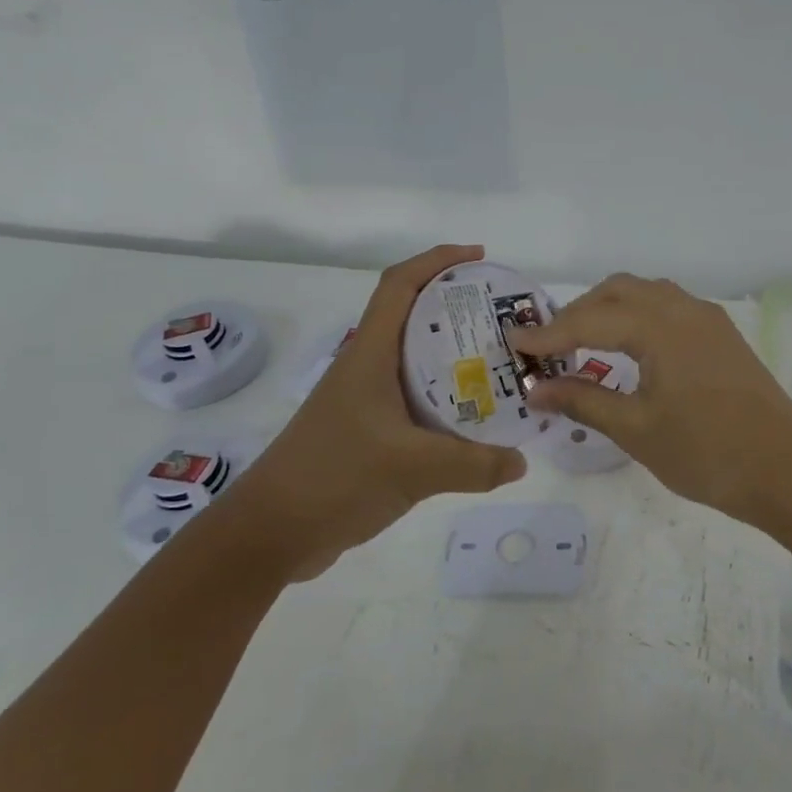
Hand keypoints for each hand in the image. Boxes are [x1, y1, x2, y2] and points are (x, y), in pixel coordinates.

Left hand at [226, 245, 526, 579]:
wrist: (269, 533)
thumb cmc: (334, 478)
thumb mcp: (411, 469)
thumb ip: (473, 465)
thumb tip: (521, 461)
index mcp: (370, 355)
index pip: (400, 285)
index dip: (437, 260)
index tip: (479, 258)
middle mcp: (367, 367)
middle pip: (413, 316)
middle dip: (457, 306)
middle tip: (504, 318)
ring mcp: (364, 400)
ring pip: (415, 360)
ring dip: (453, 353)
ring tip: (499, 363)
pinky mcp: (366, 431)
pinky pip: (414, 398)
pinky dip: (444, 396)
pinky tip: (471, 419)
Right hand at [506, 274, 791, 529]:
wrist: (786, 471)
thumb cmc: (707, 453)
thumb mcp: (636, 429)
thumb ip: (583, 401)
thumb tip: (536, 389)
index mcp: (660, 327)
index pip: (589, 320)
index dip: (548, 334)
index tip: (514, 345)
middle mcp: (683, 309)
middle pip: (618, 291)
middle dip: (578, 313)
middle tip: (549, 346)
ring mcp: (707, 319)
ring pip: (646, 294)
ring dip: (610, 309)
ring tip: (584, 344)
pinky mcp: (722, 335)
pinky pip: (669, 307)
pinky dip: (638, 317)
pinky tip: (630, 349)